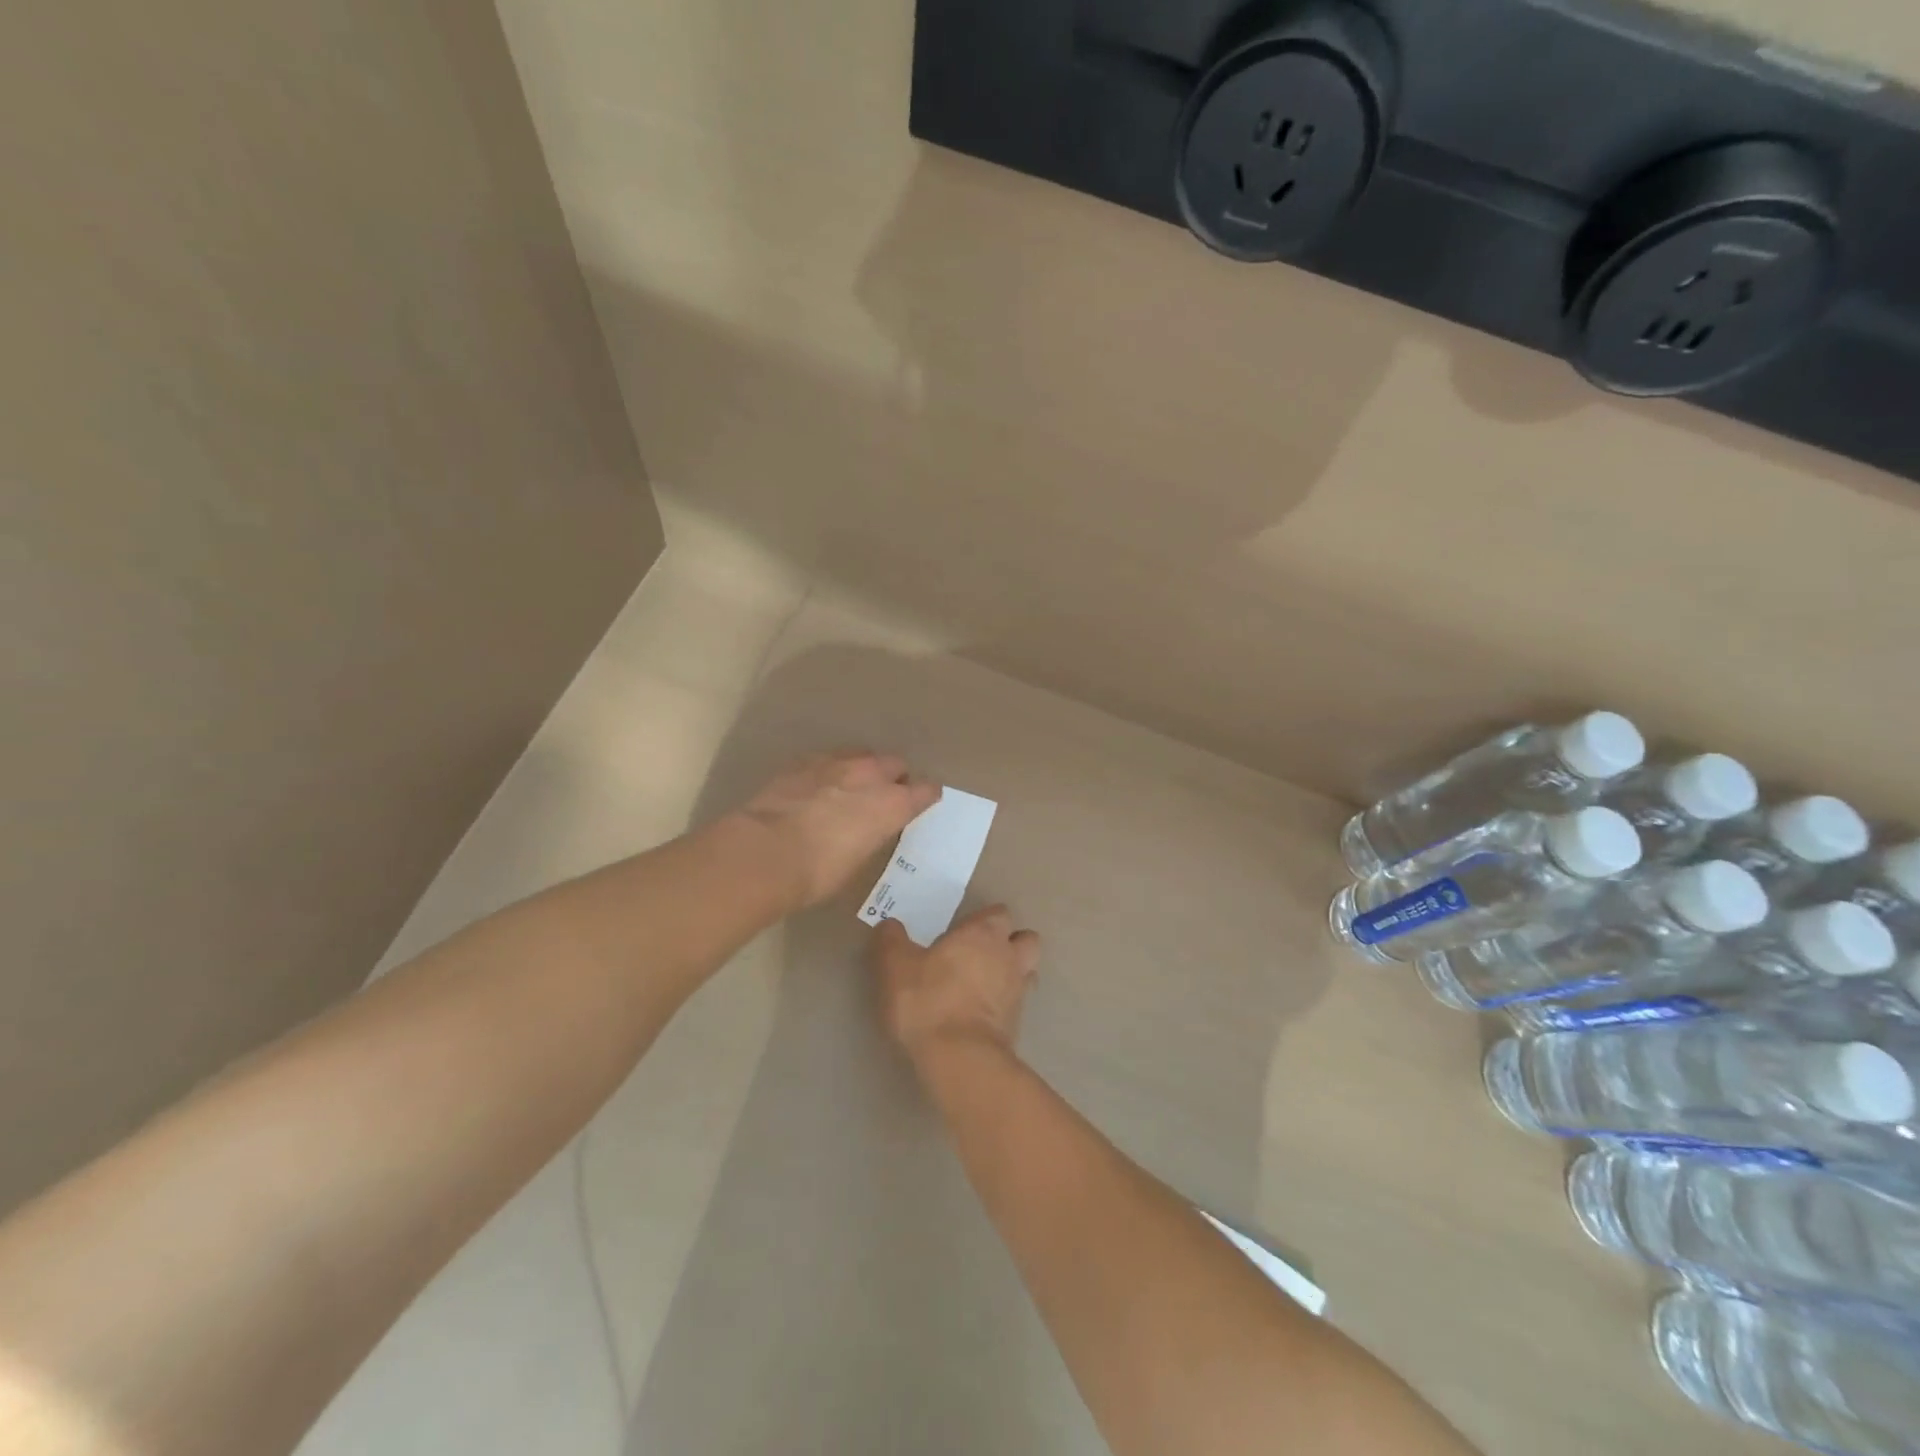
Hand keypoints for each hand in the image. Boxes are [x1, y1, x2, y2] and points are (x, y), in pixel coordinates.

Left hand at [732, 750, 940, 911]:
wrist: (765, 852)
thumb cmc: (817, 872)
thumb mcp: (858, 861)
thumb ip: (871, 835)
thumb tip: (866, 829)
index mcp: (892, 804)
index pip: (925, 791)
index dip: (925, 797)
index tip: (923, 802)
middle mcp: (870, 775)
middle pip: (895, 764)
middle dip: (894, 777)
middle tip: (883, 796)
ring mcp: (835, 763)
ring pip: (861, 755)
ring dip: (862, 768)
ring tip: (850, 787)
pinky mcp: (803, 761)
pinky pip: (828, 759)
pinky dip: (830, 770)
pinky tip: (818, 785)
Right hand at [873, 906, 1040, 1065]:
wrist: (959, 1059)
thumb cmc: (928, 1001)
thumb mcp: (895, 966)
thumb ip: (891, 940)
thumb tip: (890, 925)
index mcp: (984, 934)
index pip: (999, 913)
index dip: (983, 920)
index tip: (961, 932)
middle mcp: (1009, 956)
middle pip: (1025, 938)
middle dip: (1009, 942)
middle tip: (979, 954)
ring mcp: (1019, 991)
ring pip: (1028, 970)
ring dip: (1013, 972)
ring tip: (986, 983)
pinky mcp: (1019, 1024)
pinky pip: (1019, 1003)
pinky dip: (1006, 1004)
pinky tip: (982, 1013)